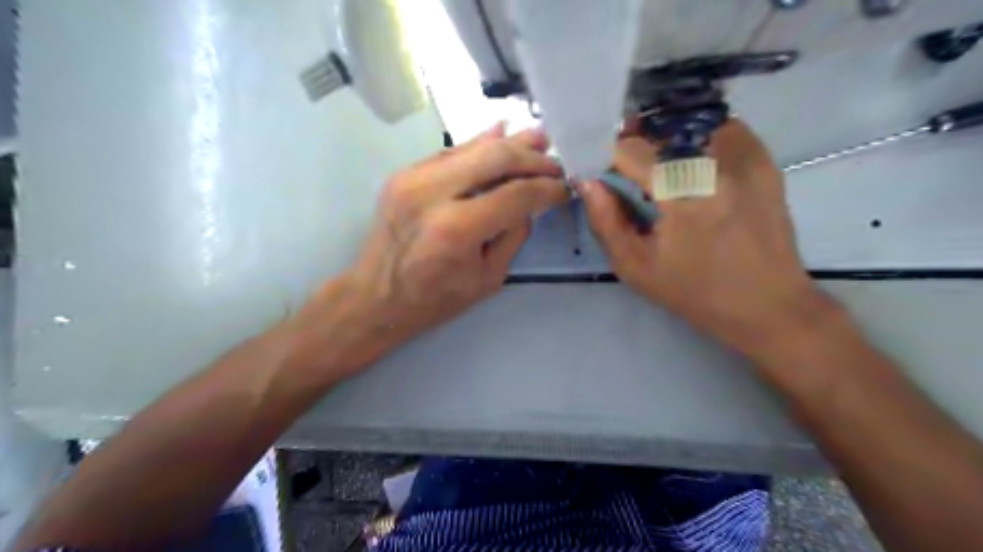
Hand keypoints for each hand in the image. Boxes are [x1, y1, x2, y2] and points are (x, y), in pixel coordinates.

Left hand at [290, 123, 564, 377]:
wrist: (376, 296)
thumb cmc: (435, 299)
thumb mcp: (488, 277)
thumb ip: (514, 235)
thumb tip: (530, 202)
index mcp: (457, 229)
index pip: (516, 195)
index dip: (547, 189)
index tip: (564, 188)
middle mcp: (433, 194)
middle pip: (496, 158)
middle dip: (532, 158)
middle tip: (554, 162)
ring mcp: (414, 178)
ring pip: (472, 148)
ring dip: (509, 143)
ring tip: (538, 137)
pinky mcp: (404, 174)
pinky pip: (451, 151)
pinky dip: (478, 144)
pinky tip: (500, 134)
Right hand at [578, 119, 821, 360]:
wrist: (767, 305)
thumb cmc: (694, 292)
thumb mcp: (635, 267)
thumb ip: (605, 221)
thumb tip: (588, 181)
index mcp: (681, 195)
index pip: (631, 149)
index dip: (610, 157)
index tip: (605, 174)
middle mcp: (716, 165)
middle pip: (659, 132)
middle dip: (638, 148)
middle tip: (634, 177)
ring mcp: (746, 158)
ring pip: (690, 126)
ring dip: (668, 143)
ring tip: (666, 174)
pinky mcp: (764, 160)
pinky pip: (722, 130)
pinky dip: (701, 141)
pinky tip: (697, 171)